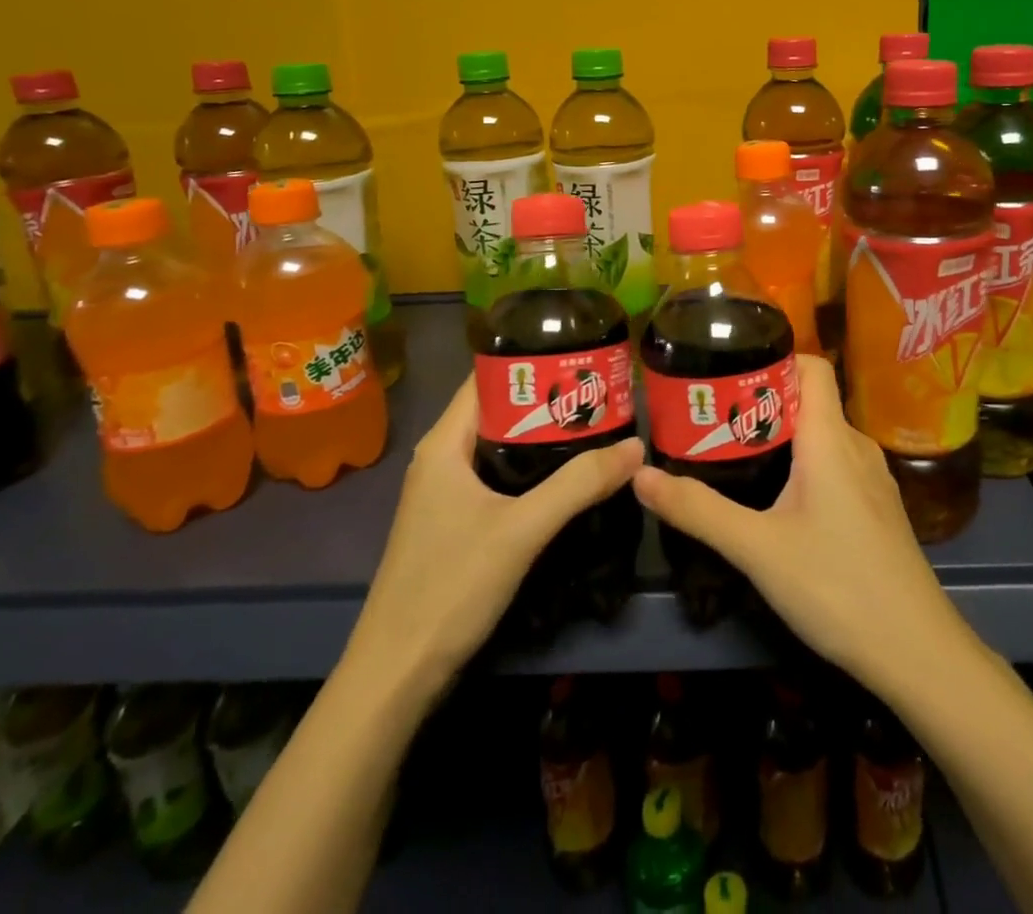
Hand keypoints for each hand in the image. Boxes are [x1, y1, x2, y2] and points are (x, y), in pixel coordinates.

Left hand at [343, 376, 644, 704]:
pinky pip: (500, 477)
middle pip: (500, 411)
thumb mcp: (521, 530)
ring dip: (544, 436)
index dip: (532, 362)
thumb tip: (636, 447)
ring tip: (596, 425)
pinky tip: (568, 476)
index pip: (488, 378)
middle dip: (549, 399)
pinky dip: (533, 469)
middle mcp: (442, 459)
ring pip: (502, 447)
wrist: (396, 676)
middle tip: (602, 392)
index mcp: (444, 444)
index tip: (581, 357)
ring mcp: (447, 493)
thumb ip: (579, 485)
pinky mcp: (456, 523)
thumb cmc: (450, 587)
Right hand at [632, 356, 970, 694]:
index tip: (728, 375)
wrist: (916, 651)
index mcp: (831, 437)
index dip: (773, 359)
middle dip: (762, 403)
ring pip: (822, 436)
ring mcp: (873, 478)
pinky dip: (804, 464)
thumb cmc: (836, 586)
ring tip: (736, 456)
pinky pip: (836, 464)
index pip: (811, 366)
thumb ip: (698, 511)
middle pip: (810, 400)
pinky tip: (778, 499)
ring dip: (782, 436)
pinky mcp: (877, 507)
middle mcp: (856, 445)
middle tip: (714, 420)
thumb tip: (640, 475)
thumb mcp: (757, 549)